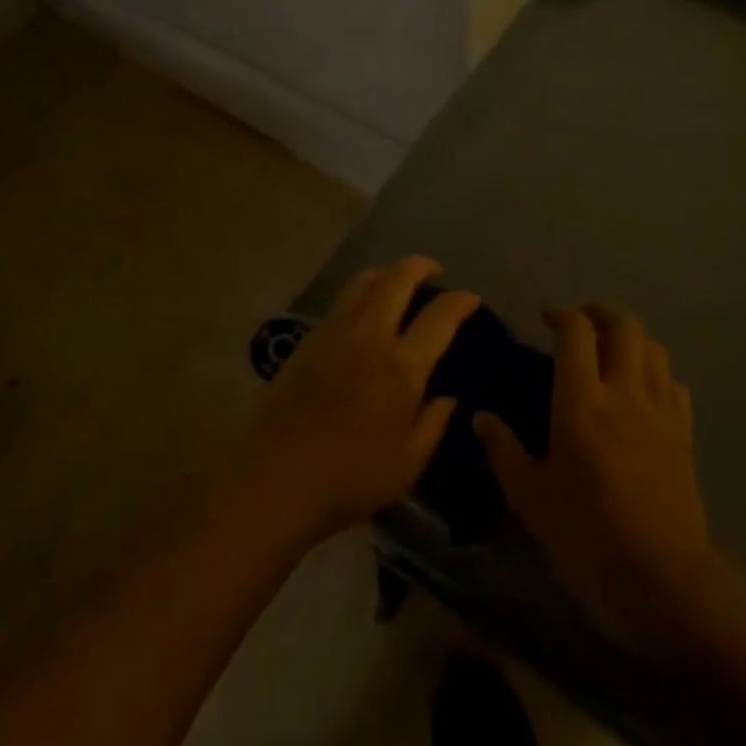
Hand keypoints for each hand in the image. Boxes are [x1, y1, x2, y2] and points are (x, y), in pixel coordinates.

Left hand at [234, 256, 479, 547]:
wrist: (275, 477)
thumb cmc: (349, 478)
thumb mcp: (407, 465)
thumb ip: (432, 425)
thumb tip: (447, 398)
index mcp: (401, 368)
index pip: (439, 318)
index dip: (460, 302)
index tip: (471, 298)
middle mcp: (369, 337)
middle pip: (396, 280)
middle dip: (419, 266)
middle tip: (433, 271)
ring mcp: (333, 334)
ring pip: (363, 283)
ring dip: (387, 273)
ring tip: (397, 281)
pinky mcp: (306, 341)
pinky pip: (340, 303)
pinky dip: (360, 294)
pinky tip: (363, 313)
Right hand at [474, 306, 718, 652]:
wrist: (663, 581)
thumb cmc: (586, 536)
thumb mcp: (529, 497)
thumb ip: (503, 450)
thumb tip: (480, 418)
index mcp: (581, 401)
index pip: (576, 332)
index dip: (562, 314)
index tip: (546, 318)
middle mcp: (624, 392)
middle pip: (625, 326)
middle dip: (600, 314)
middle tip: (579, 325)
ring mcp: (660, 412)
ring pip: (654, 348)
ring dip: (631, 338)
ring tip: (610, 350)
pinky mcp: (684, 436)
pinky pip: (674, 384)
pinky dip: (656, 372)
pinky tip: (642, 390)